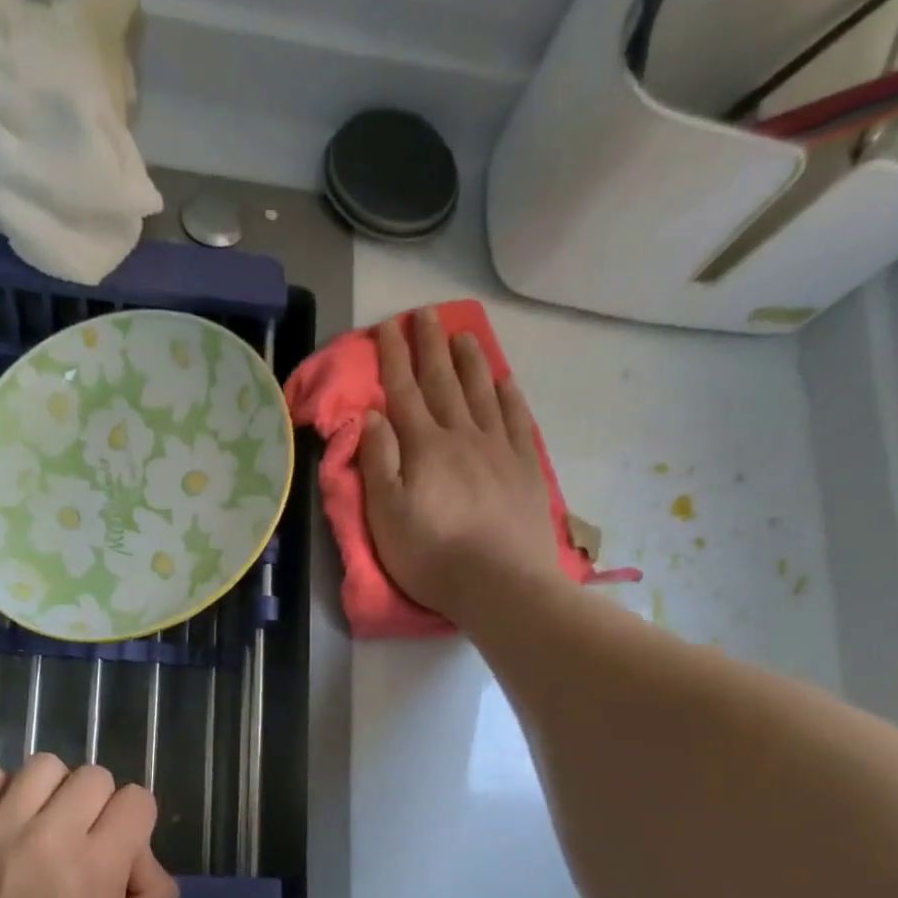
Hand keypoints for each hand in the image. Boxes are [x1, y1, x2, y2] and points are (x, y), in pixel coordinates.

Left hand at [0, 754, 179, 897]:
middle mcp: (52, 834)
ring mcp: (0, 827)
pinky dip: (3, 792)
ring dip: (52, 791)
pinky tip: (4, 821)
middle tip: (82, 838)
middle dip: (98, 803)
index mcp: (98, 865)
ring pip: (44, 766)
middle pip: (93, 775)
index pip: (136, 799)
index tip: (119, 848)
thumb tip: (142, 855)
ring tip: (41, 823)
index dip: (135, 821)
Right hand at [360, 309, 563, 623]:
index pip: (404, 392)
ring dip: (470, 361)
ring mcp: (499, 449)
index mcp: (424, 447)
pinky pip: (516, 419)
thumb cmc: (432, 555)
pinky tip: (505, 380)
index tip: (388, 326)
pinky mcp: (525, 468)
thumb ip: (378, 462)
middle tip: (426, 313)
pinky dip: (509, 395)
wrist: (500, 584)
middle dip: (431, 346)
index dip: (394, 358)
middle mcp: (462, 435)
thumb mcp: (386, 516)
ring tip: (463, 334)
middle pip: (443, 382)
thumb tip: (372, 415)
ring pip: (482, 392)